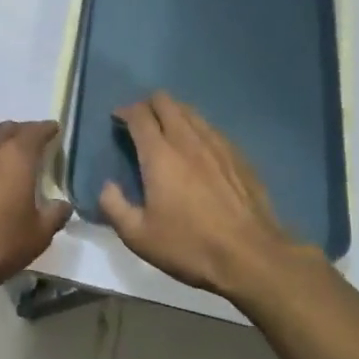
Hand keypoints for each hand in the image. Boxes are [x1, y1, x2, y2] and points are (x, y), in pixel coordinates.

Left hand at [0, 120, 71, 300]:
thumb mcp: (36, 237)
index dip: (46, 129)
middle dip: (20, 133)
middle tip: (30, 142)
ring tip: (2, 163)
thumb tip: (63, 204)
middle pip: (6, 130)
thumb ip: (54, 216)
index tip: (53, 129)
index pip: (35, 131)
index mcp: (15, 157)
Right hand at [98, 93, 291, 298]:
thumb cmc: (189, 245)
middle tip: (141, 122)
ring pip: (190, 112)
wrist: (251, 256)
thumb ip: (114, 207)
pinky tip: (198, 148)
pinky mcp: (238, 156)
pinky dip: (197, 129)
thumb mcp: (138, 236)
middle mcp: (187, 140)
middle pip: (166, 102)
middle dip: (149, 105)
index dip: (125, 111)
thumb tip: (107, 186)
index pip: (139, 115)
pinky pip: (212, 129)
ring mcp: (217, 145)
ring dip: (174, 113)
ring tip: (167, 131)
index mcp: (159, 154)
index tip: (117, 119)